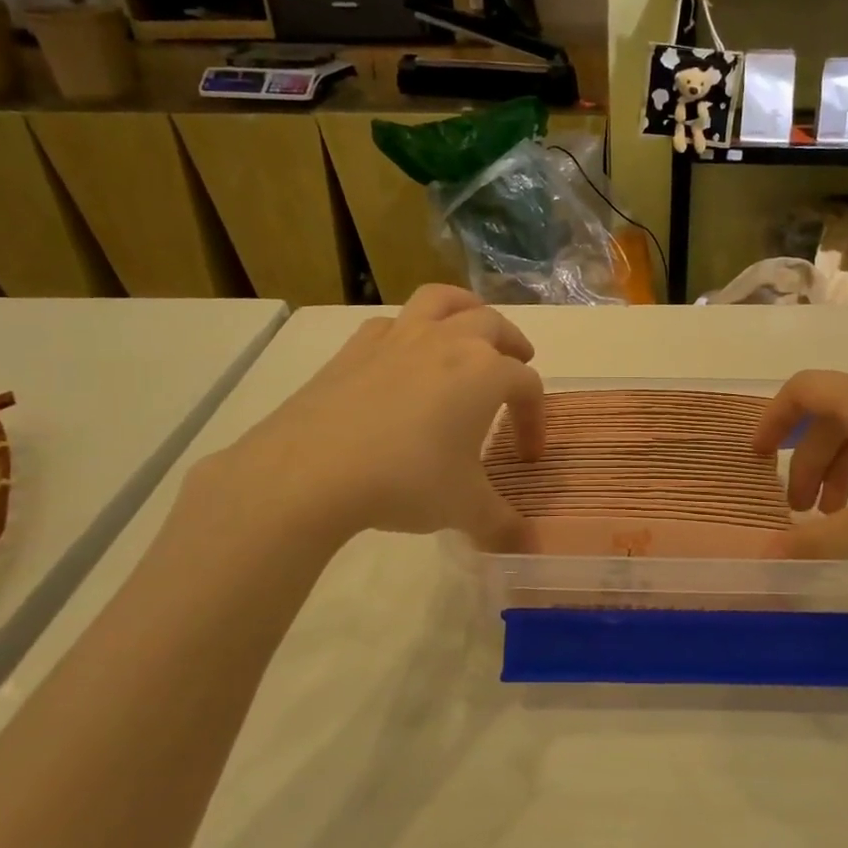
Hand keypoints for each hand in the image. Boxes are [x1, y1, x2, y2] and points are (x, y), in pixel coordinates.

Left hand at [212, 287, 545, 550]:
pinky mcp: (356, 347)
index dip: (535, 419)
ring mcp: (399, 338)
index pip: (527, 386)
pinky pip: (392, 324)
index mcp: (485, 373)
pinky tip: (403, 358)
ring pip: (441, 301)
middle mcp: (448, 342)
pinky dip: (408, 331)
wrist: (313, 471)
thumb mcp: (464, 508)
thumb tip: (525, 546)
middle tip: (518, 363)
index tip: (528, 455)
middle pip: (493, 325)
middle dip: (513, 344)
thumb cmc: (406, 481)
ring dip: (465, 308)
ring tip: (471, 327)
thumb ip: (501, 524)